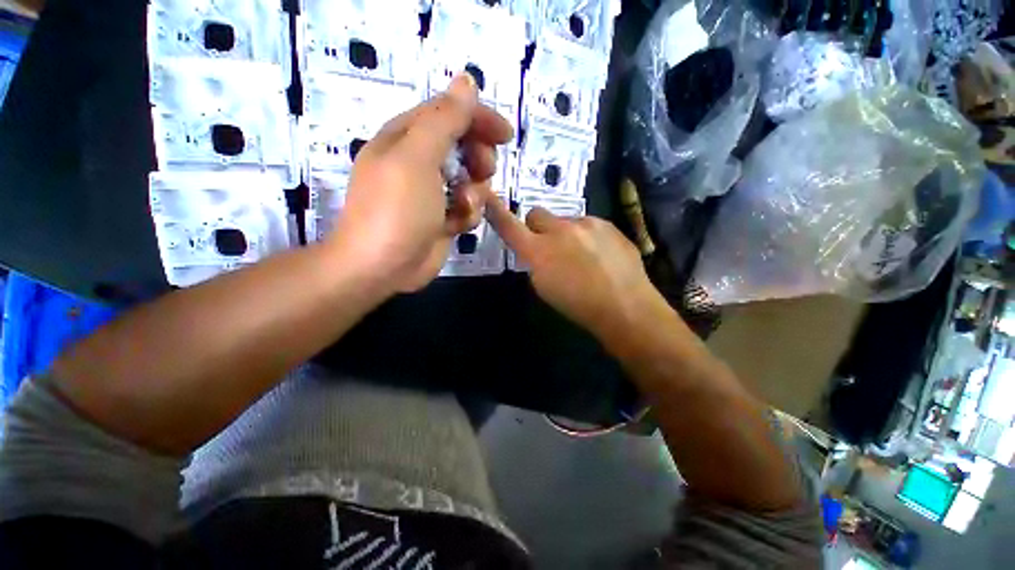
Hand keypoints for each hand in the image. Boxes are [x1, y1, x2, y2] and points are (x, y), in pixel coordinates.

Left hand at [327, 73, 513, 291]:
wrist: (376, 269)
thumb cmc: (393, 207)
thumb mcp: (418, 155)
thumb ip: (445, 117)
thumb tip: (466, 79)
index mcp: (404, 135)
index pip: (448, 110)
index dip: (478, 117)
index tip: (503, 135)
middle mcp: (415, 157)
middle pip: (463, 140)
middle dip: (478, 155)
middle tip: (481, 170)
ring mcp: (426, 188)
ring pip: (469, 174)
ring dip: (474, 188)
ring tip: (463, 203)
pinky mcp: (436, 215)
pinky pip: (464, 203)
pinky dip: (465, 212)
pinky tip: (455, 224)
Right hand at [484, 191, 668, 339]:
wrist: (627, 306)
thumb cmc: (580, 308)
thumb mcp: (545, 289)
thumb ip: (536, 262)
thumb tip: (538, 250)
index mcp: (539, 250)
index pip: (509, 225)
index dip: (497, 212)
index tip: (488, 198)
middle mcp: (560, 229)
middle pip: (538, 215)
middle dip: (539, 228)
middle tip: (551, 248)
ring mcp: (587, 223)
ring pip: (567, 221)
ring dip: (568, 234)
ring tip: (586, 259)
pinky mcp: (608, 224)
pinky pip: (590, 225)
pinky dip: (591, 237)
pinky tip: (603, 258)